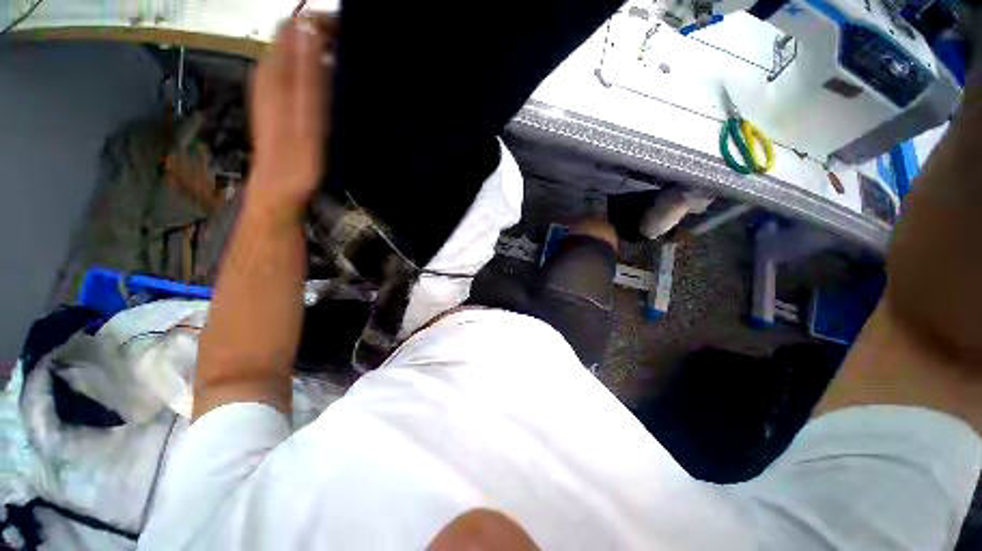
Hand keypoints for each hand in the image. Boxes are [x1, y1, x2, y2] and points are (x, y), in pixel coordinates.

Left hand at [248, 15, 336, 217]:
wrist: (278, 185)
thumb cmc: (296, 160)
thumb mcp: (307, 119)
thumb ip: (307, 74)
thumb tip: (311, 31)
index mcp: (276, 74)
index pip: (295, 27)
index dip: (321, 22)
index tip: (348, 30)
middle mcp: (269, 73)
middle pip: (294, 36)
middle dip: (322, 33)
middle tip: (351, 43)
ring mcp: (272, 86)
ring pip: (295, 52)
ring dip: (319, 49)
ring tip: (344, 58)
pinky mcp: (278, 99)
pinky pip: (295, 71)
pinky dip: (314, 67)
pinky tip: (329, 78)